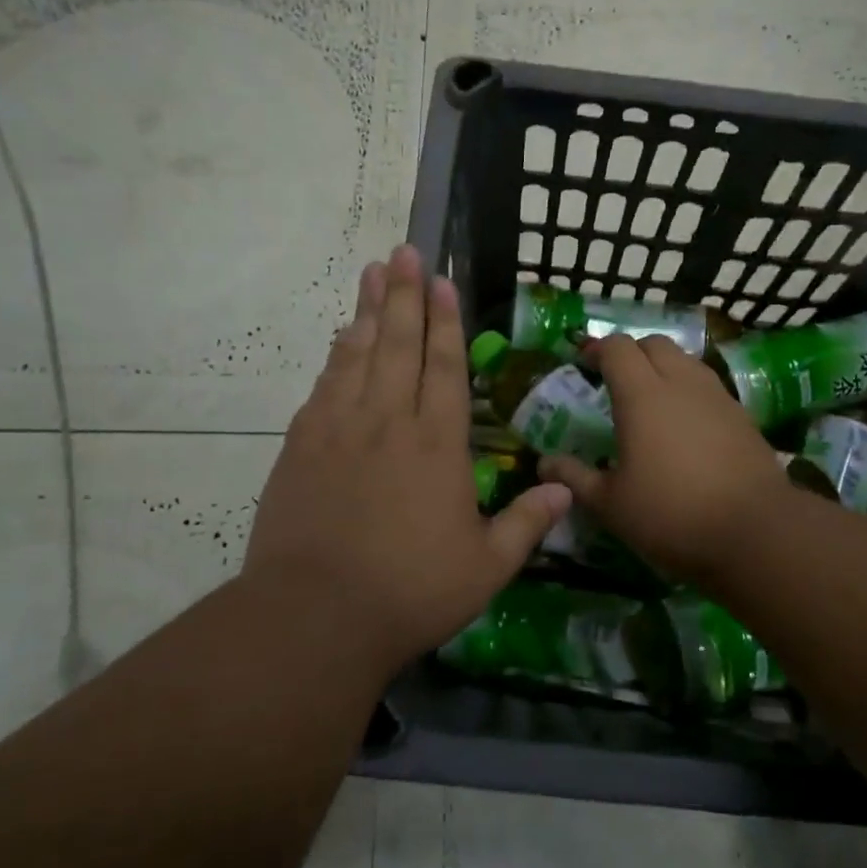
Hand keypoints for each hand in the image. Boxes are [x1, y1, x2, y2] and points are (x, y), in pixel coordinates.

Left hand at [241, 246, 571, 671]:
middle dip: (404, 295)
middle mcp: (389, 422)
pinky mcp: (301, 447)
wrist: (315, 616)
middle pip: (398, 345)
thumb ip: (527, 523)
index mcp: (436, 444)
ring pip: (357, 355)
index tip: (442, 280)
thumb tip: (565, 487)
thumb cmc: (410, 592)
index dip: (445, 321)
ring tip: (372, 272)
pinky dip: (335, 357)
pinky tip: (340, 339)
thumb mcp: (485, 567)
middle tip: (403, 251)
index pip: (445, 367)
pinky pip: (324, 387)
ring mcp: (339, 429)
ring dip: (368, 311)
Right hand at [539, 335, 790, 585]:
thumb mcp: (610, 504)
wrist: (756, 531)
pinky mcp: (742, 415)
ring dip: (663, 367)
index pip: (617, 347)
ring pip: (685, 360)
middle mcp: (680, 382)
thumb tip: (543, 463)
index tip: (582, 364)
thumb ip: (575, 477)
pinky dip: (689, 389)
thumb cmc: (671, 514)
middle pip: (654, 344)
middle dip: (631, 353)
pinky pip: (708, 385)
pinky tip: (685, 424)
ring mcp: (717, 396)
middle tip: (615, 380)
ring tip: (651, 399)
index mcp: (642, 394)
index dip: (596, 349)